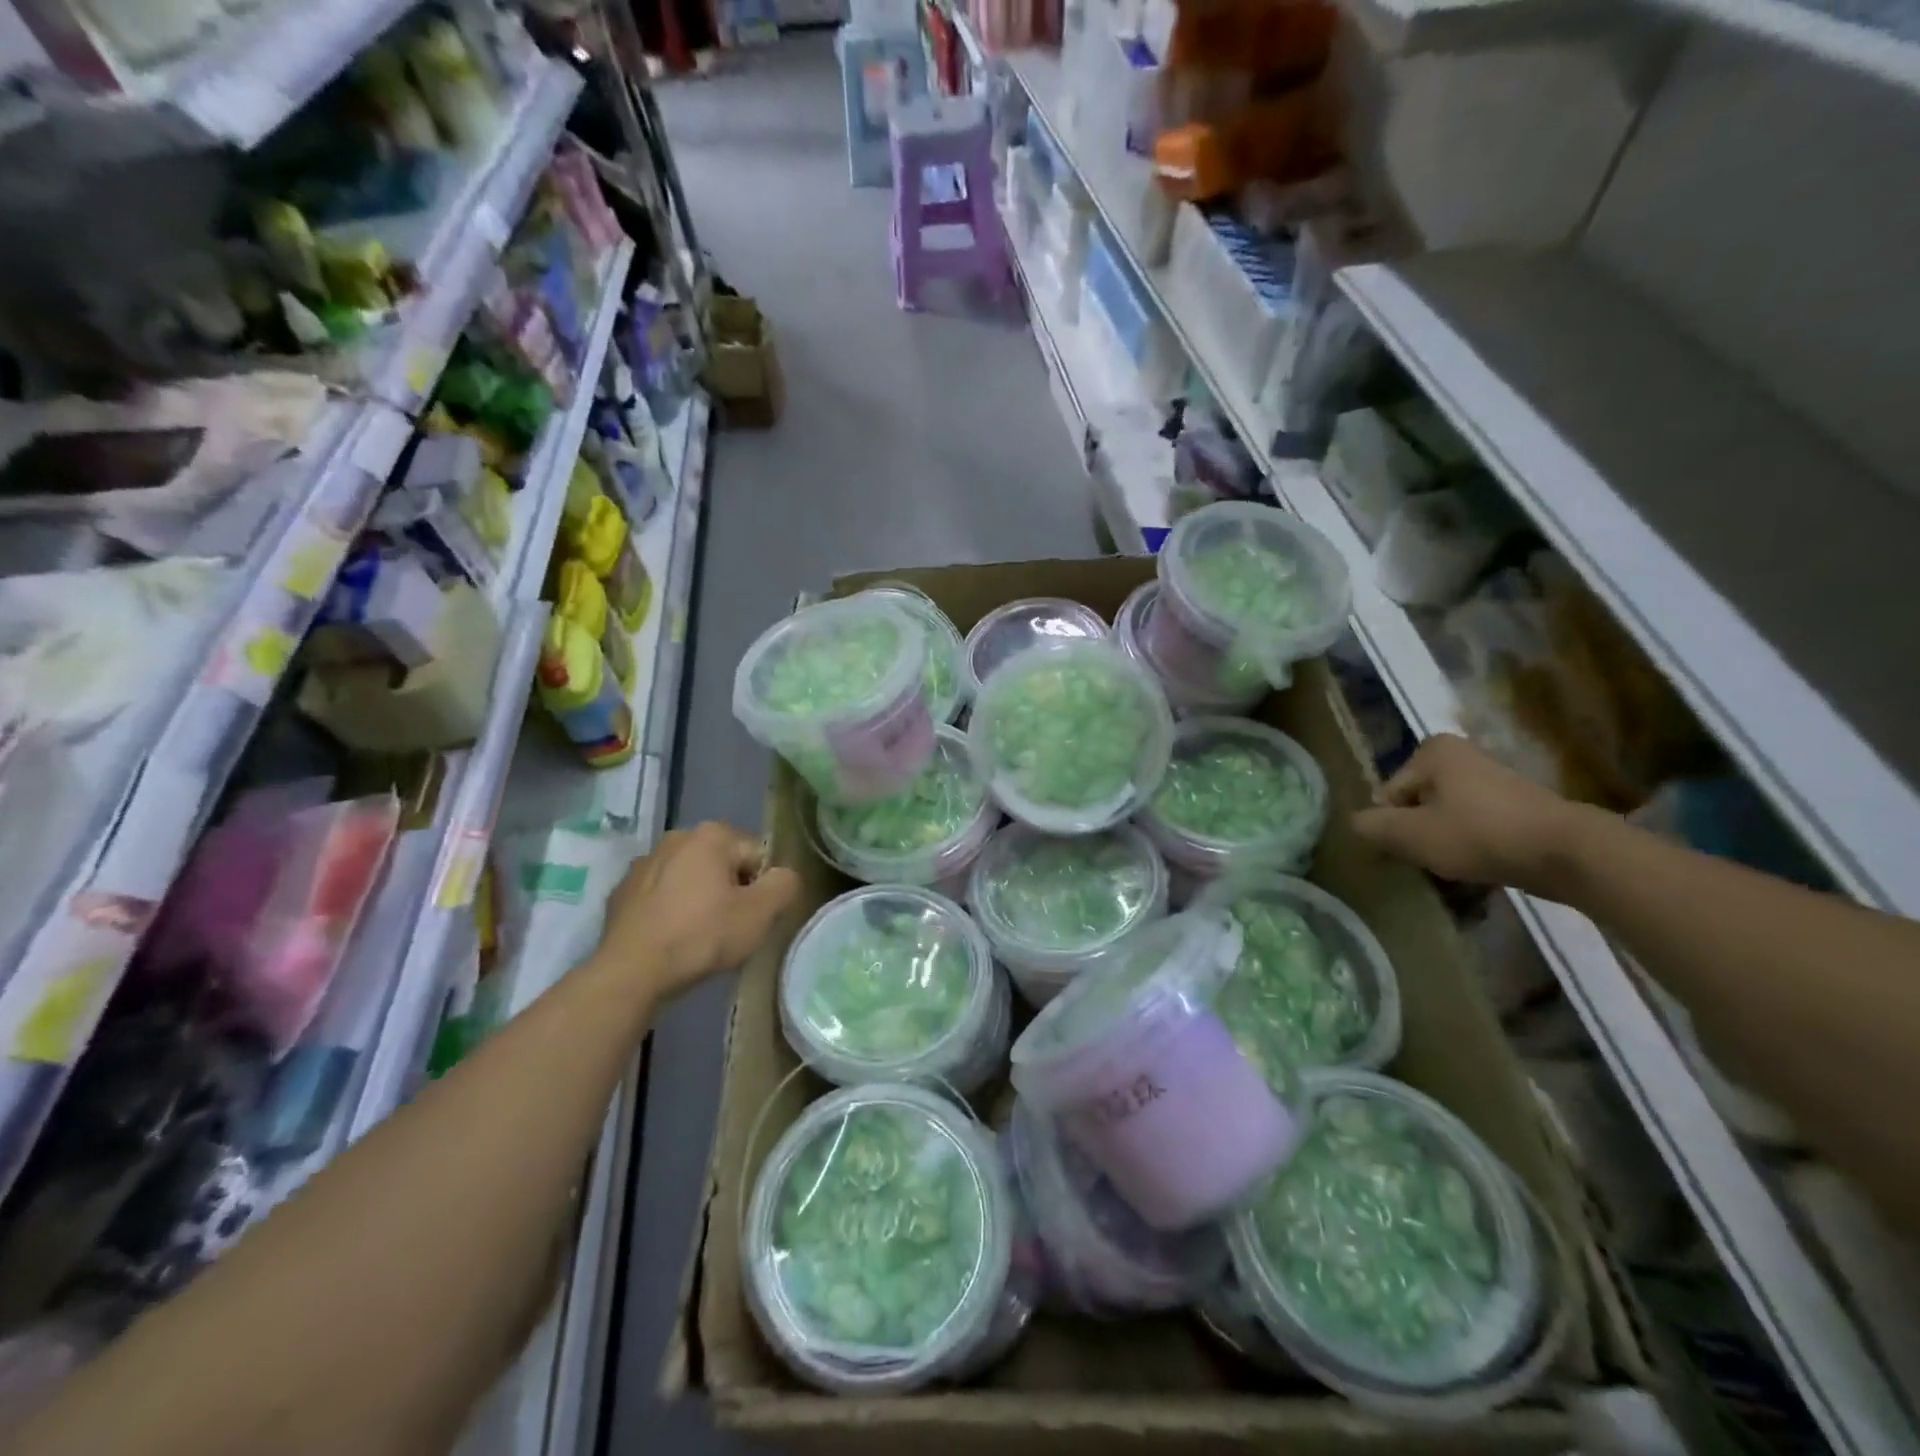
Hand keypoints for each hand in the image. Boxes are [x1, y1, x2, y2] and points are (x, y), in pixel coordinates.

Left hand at [593, 823, 800, 1001]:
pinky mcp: (622, 891)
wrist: (630, 973)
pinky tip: (671, 939)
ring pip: (691, 879)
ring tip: (699, 937)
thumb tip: (784, 876)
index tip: (751, 917)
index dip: (762, 888)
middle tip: (729, 928)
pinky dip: (671, 911)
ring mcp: (644, 863)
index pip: (757, 856)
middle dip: (731, 891)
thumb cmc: (701, 936)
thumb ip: (785, 885)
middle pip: (724, 864)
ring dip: (700, 899)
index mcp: (711, 835)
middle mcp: (676, 838)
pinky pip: (662, 896)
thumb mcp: (760, 913)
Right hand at [1351, 734, 1592, 896]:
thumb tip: (1356, 824)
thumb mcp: (1410, 834)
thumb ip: (1371, 827)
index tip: (1410, 850)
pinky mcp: (1518, 805)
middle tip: (1430, 861)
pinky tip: (1481, 867)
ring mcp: (1493, 779)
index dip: (1392, 827)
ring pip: (1446, 817)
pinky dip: (1472, 846)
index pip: (1388, 795)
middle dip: (1418, 833)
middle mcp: (1462, 755)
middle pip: (1416, 804)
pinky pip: (1476, 826)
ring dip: (1444, 842)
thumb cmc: (1478, 834)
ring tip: (1456, 868)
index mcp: (1432, 752)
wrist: (1567, 853)